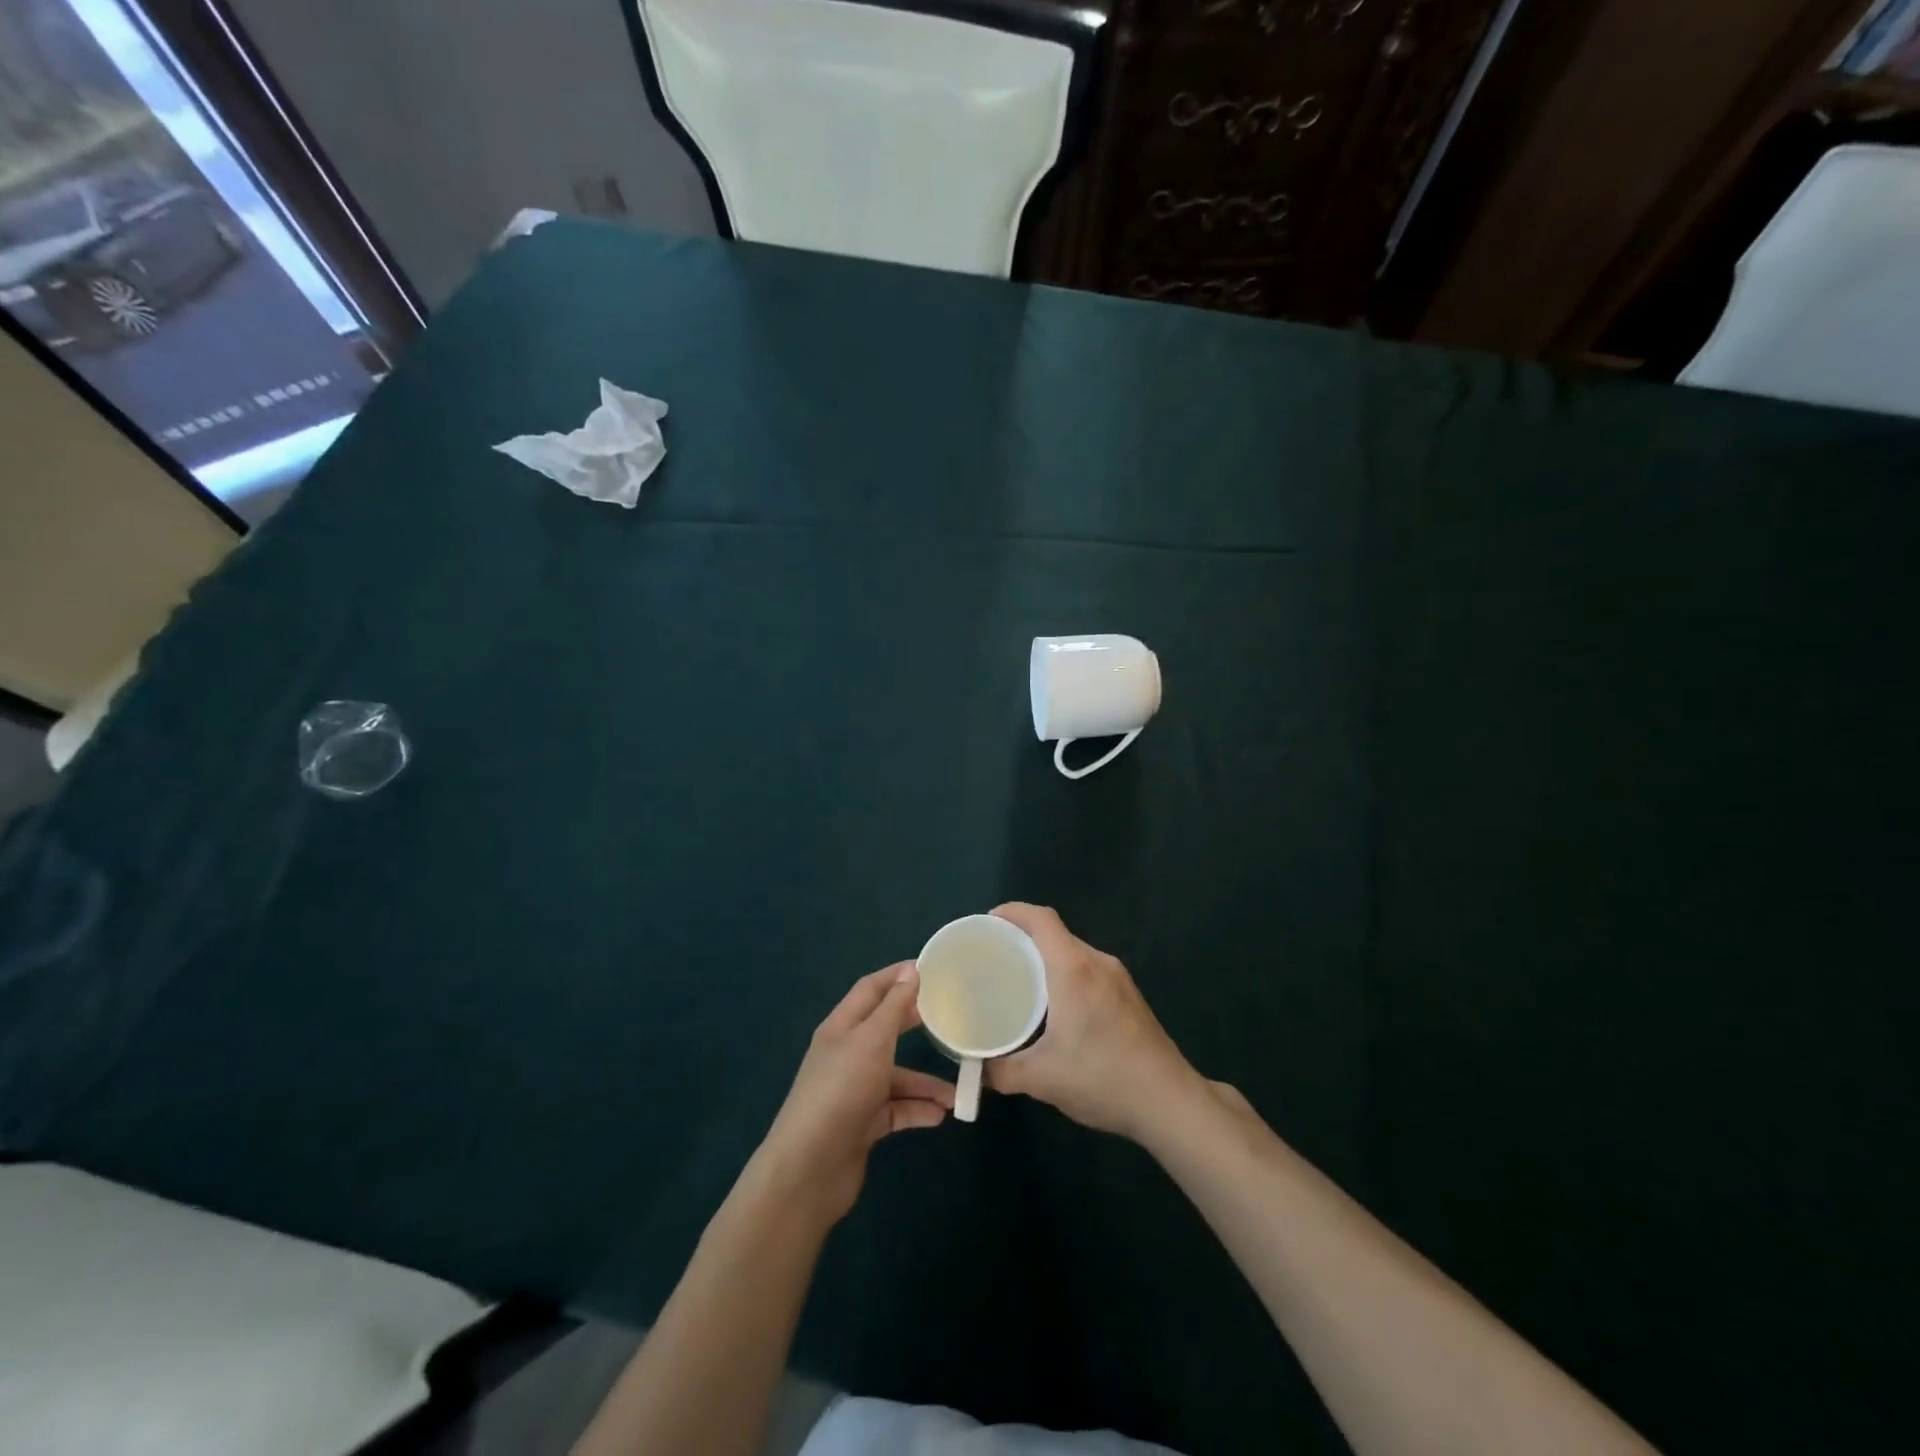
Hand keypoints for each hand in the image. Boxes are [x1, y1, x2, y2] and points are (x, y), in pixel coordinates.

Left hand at [754, 963, 955, 1226]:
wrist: (809, 1169)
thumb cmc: (841, 1091)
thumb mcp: (872, 1041)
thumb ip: (894, 1007)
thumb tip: (911, 970)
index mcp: (842, 1026)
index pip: (871, 989)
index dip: (898, 975)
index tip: (933, 969)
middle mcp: (848, 1054)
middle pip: (886, 1029)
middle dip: (917, 1023)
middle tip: (952, 1016)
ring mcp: (854, 1090)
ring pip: (897, 1076)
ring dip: (926, 1082)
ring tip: (958, 1093)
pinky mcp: (862, 1124)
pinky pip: (896, 1109)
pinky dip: (917, 1110)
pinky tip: (941, 1116)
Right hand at [985, 903, 1204, 1141]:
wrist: (1170, 1101)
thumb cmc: (1102, 1078)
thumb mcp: (1042, 1079)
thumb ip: (1001, 1071)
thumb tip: (975, 1069)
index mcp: (1074, 968)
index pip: (1041, 919)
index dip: (1012, 912)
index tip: (987, 923)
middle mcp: (1097, 962)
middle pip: (1056, 933)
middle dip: (1023, 937)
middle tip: (994, 957)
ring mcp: (1119, 977)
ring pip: (1074, 952)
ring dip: (1046, 957)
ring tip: (1019, 979)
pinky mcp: (1130, 995)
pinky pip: (1089, 969)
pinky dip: (1066, 973)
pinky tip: (1055, 1004)